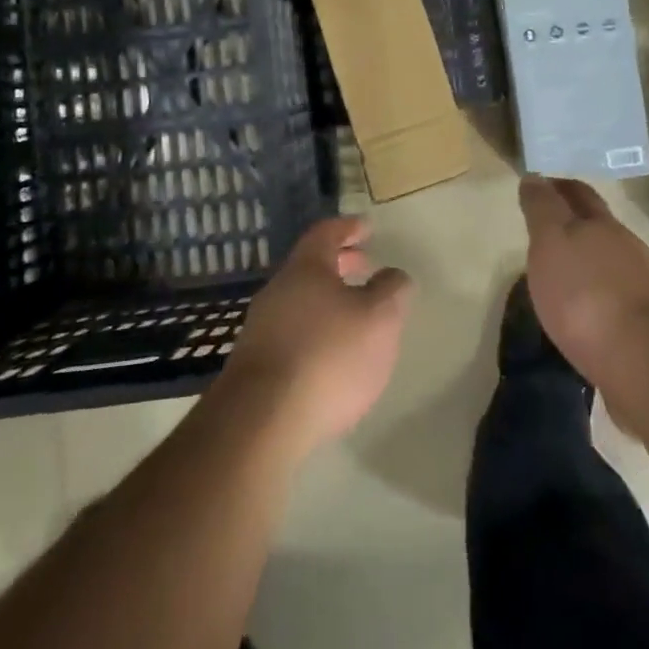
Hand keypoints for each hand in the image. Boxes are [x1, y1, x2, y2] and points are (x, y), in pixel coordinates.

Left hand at [223, 216, 411, 455]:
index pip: (326, 233)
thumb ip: (391, 290)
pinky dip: (315, 329)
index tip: (367, 228)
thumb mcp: (379, 318)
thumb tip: (393, 275)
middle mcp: (278, 290)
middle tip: (366, 267)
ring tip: (355, 315)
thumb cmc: (328, 356)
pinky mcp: (256, 364)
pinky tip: (331, 354)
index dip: (349, 227)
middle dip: (340, 263)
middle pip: (311, 266)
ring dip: (328, 299)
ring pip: (301, 299)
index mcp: (306, 268)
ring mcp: (261, 328)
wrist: (262, 421)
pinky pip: (292, 331)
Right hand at [518, 176, 648, 383]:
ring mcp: (640, 284)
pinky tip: (584, 305)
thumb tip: (535, 177)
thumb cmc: (584, 293)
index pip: (577, 193)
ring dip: (586, 256)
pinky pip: (615, 294)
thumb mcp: (550, 242)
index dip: (557, 186)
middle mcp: (624, 246)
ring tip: (562, 268)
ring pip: (608, 258)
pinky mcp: (644, 321)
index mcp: (599, 224)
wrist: (643, 358)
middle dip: (575, 217)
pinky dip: (597, 290)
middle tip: (548, 222)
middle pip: (597, 223)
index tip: (539, 185)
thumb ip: (542, 209)